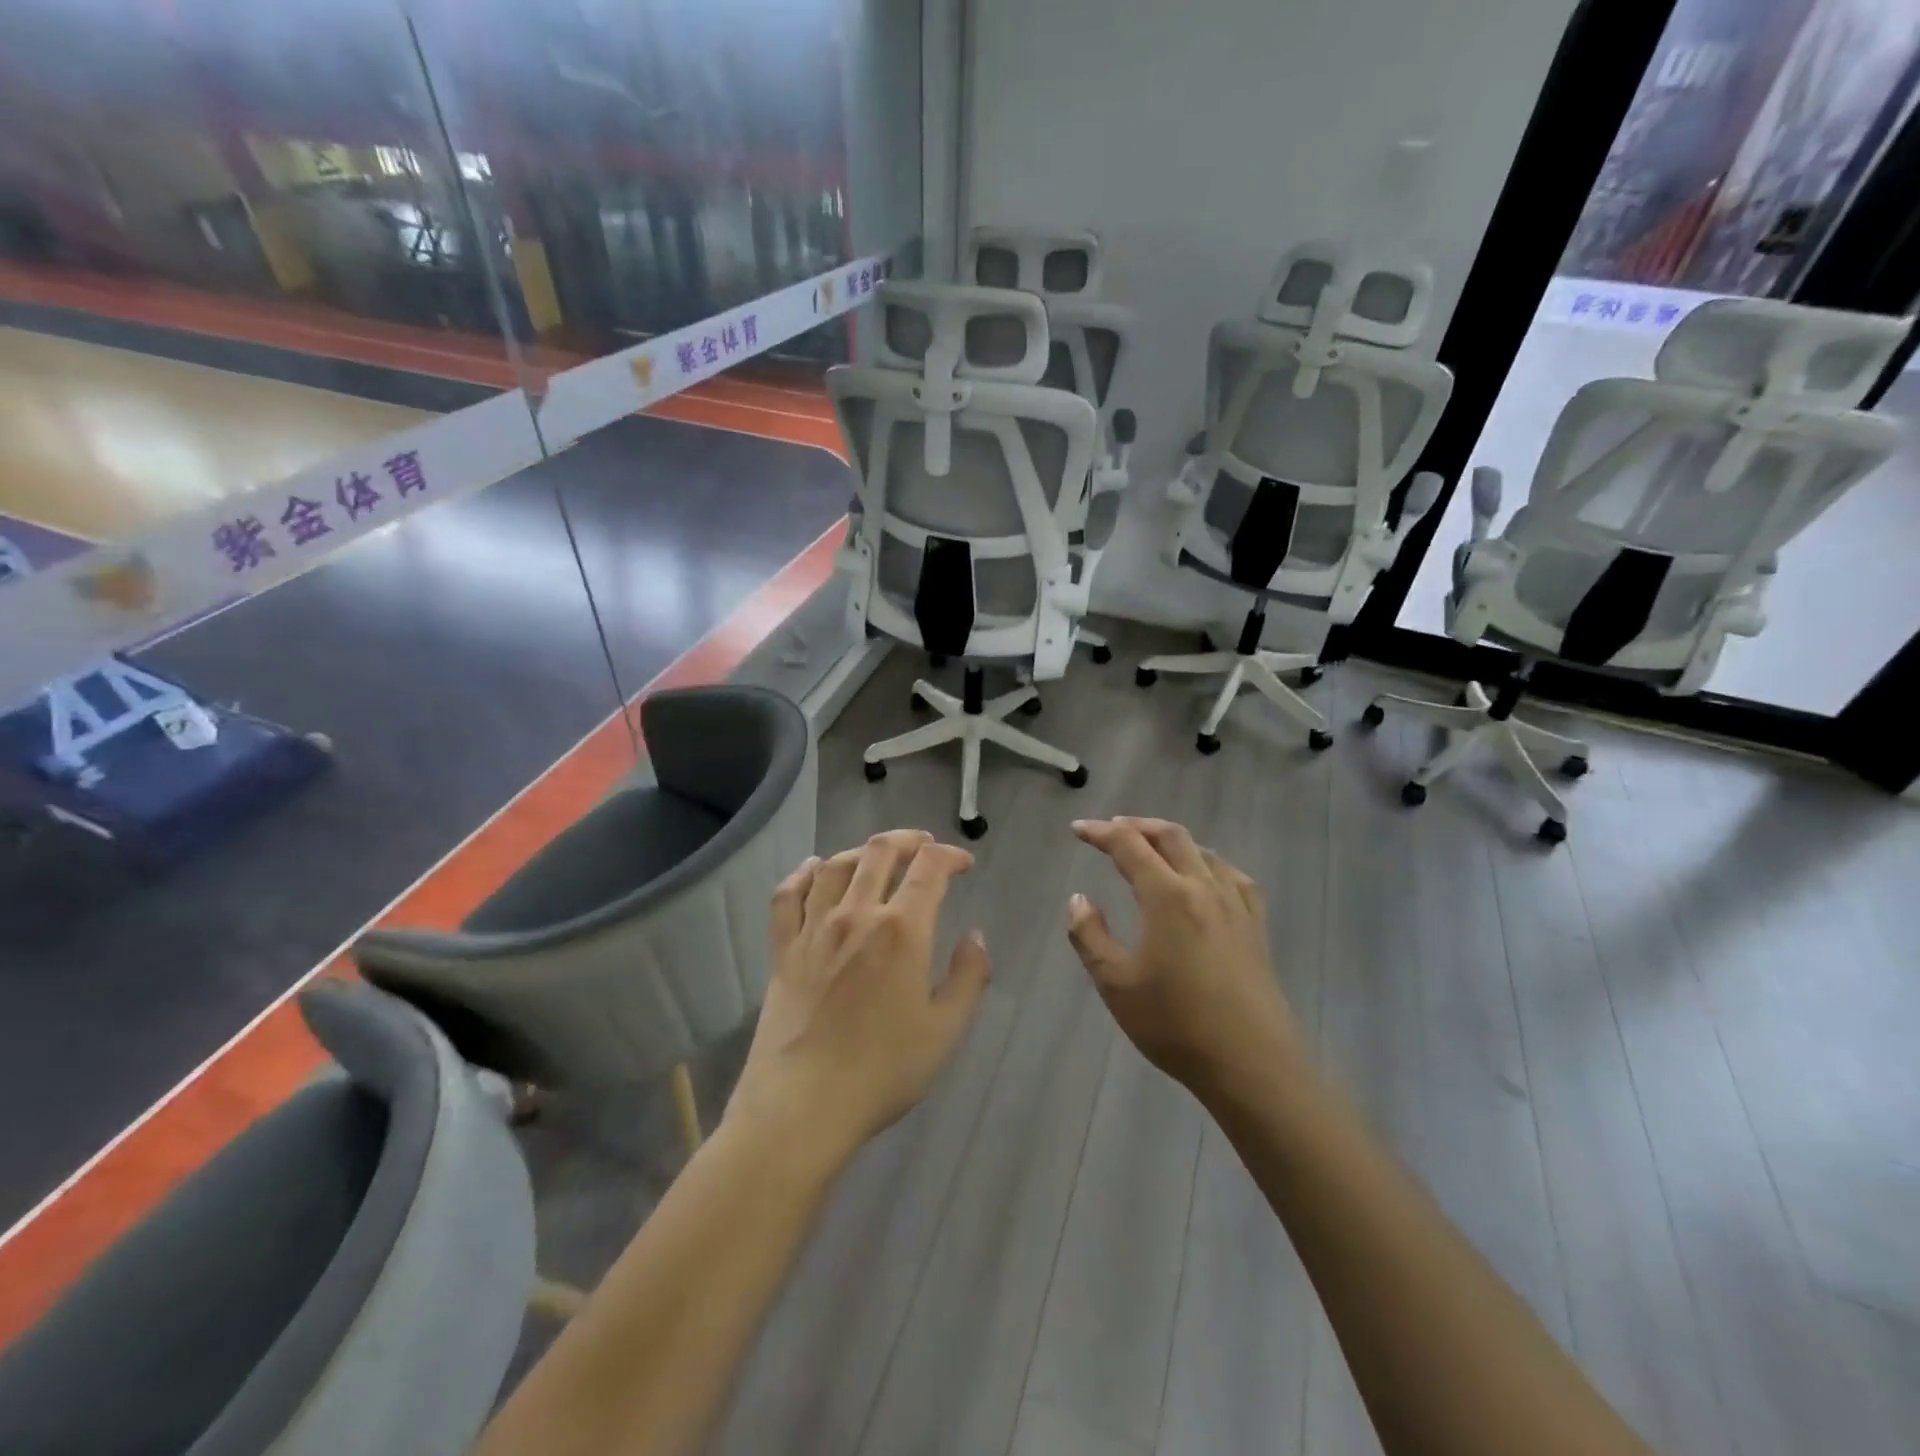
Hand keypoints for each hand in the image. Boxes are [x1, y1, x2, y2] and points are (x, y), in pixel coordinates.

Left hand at [728, 830, 990, 1166]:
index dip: (950, 856)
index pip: (929, 868)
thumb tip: (975, 937)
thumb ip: (969, 977)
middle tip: (925, 846)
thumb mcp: (945, 1031)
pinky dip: (802, 873)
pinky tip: (813, 868)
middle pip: (879, 852)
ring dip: (862, 851)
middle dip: (908, 840)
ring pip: (835, 865)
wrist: (803, 1105)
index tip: (964, 864)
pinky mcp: (783, 949)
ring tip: (878, 857)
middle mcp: (856, 914)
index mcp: (901, 930)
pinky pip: (787, 895)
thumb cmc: (882, 1070)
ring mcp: (813, 929)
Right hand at [1066, 817, 1298, 1094]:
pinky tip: (1206, 877)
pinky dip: (1209, 863)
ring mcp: (1236, 905)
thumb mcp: (1116, 984)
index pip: (1129, 846)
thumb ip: (1090, 936)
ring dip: (1172, 841)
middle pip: (1171, 836)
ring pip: (1203, 852)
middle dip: (1137, 826)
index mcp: (1167, 896)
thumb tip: (1079, 900)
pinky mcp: (1256, 927)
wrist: (1252, 1064)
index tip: (1078, 829)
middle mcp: (1204, 888)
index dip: (1100, 832)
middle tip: (1111, 830)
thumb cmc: (1176, 1025)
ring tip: (1152, 849)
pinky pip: (1232, 877)